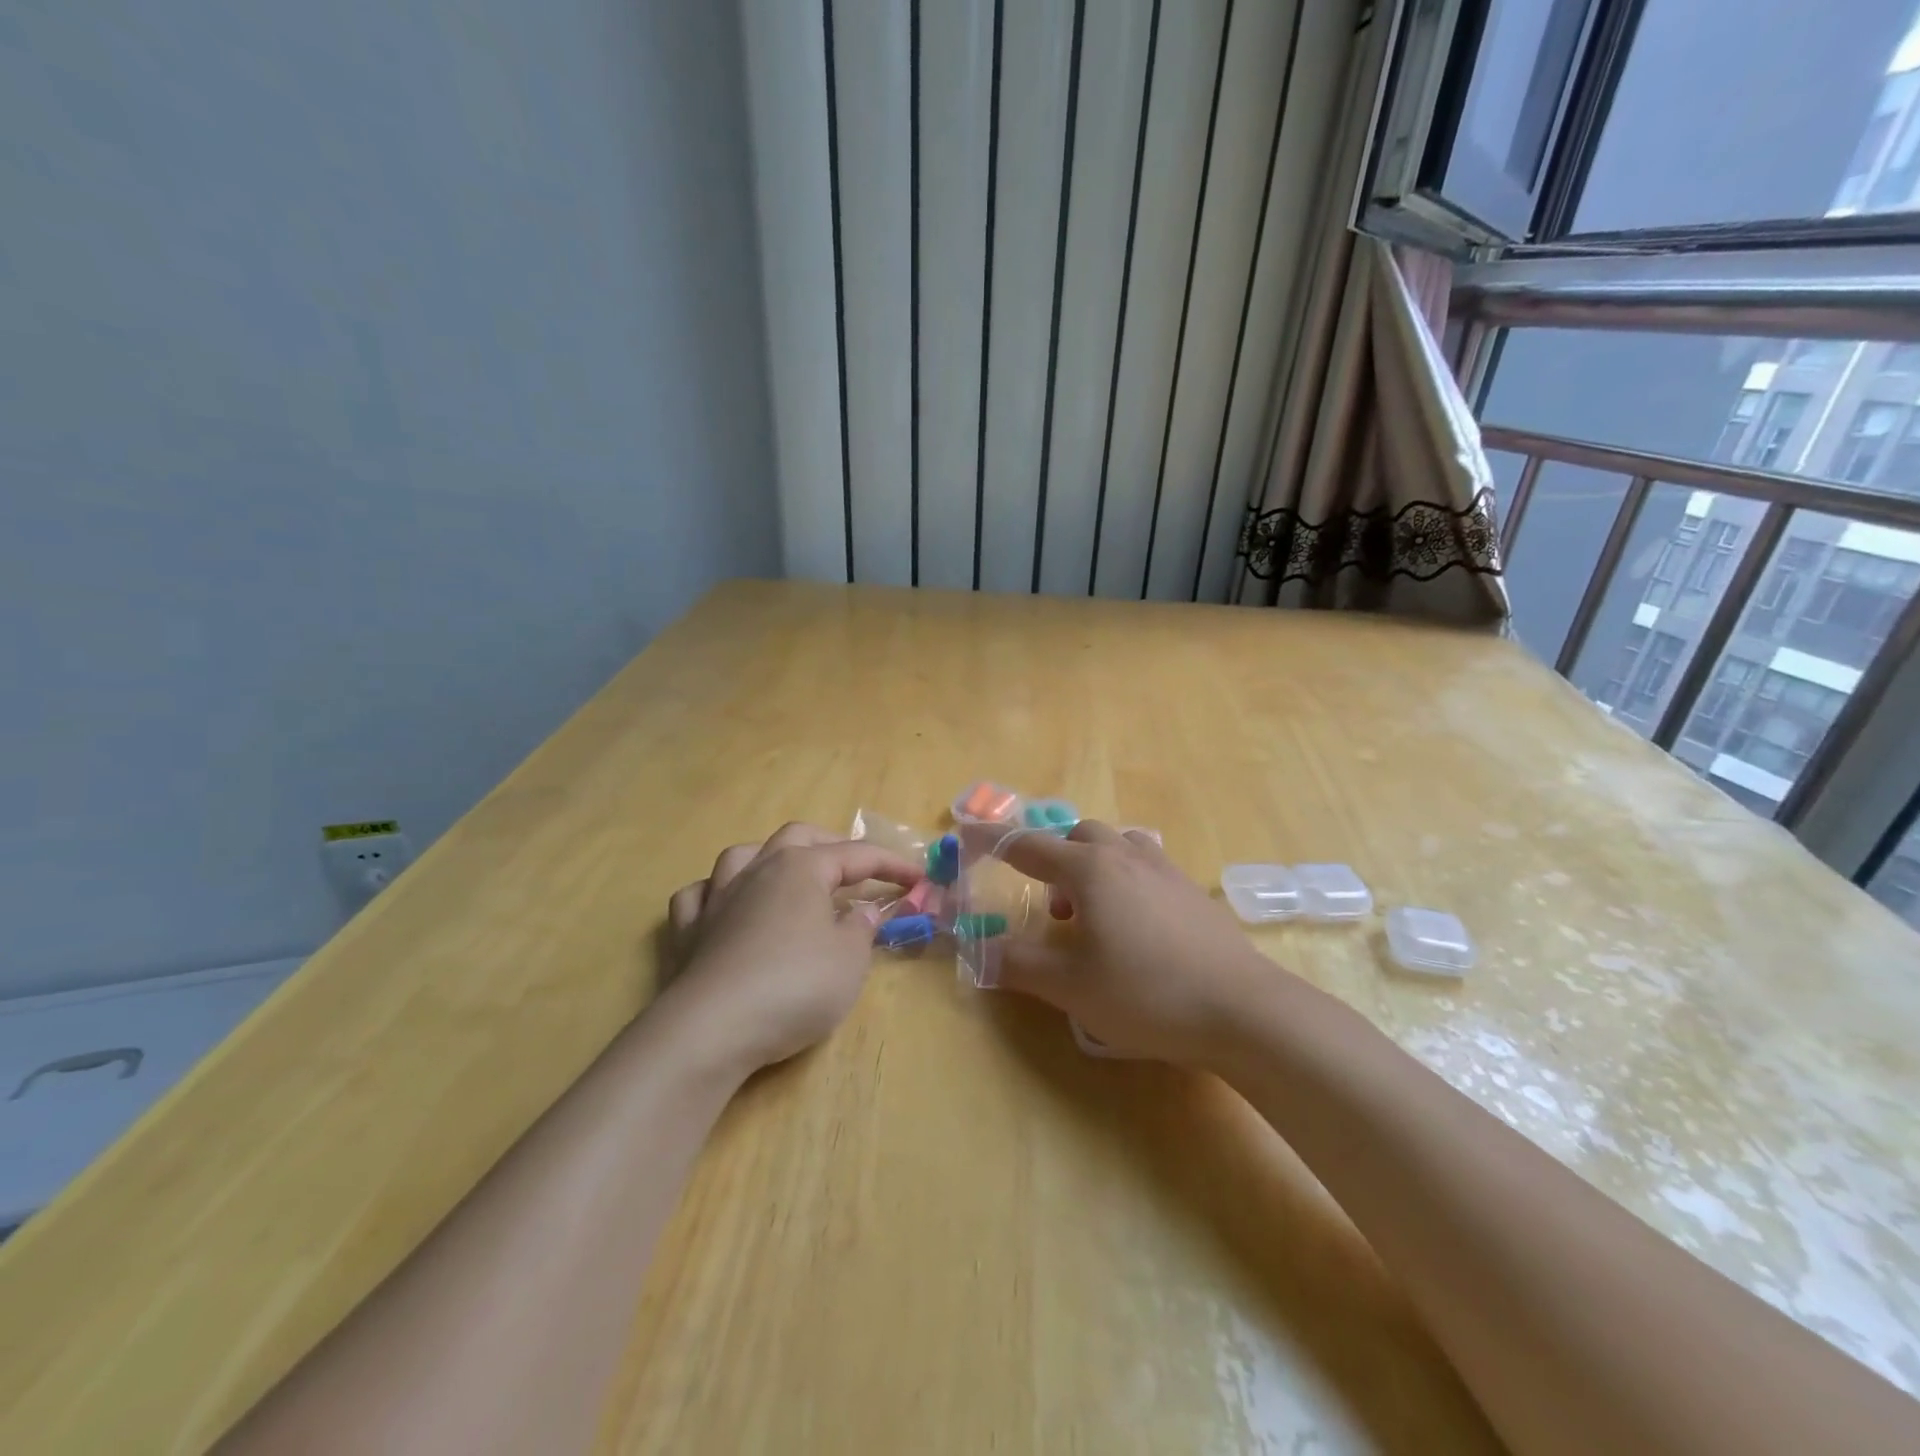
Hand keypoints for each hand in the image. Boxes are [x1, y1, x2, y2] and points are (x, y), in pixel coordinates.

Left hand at [662, 823, 919, 1073]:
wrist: (713, 1028)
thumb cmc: (795, 986)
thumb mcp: (849, 960)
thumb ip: (861, 928)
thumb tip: (862, 910)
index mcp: (802, 868)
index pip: (857, 854)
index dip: (891, 864)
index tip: (919, 878)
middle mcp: (758, 870)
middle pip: (797, 837)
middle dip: (831, 845)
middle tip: (856, 868)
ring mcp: (716, 897)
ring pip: (743, 855)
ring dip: (770, 857)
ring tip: (788, 874)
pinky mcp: (687, 932)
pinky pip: (699, 895)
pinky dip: (716, 893)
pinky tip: (725, 905)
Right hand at [995, 821, 1283, 1064]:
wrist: (1241, 1009)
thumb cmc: (1145, 993)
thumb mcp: (1069, 987)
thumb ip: (1017, 964)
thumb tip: (980, 950)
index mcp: (1088, 869)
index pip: (1027, 846)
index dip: (993, 842)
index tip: (969, 836)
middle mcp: (1125, 856)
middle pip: (1077, 836)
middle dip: (1053, 859)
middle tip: (1052, 908)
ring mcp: (1165, 870)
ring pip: (1117, 845)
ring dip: (1093, 866)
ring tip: (1093, 914)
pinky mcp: (1192, 891)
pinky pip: (1146, 866)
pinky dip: (1126, 880)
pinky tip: (1136, 928)